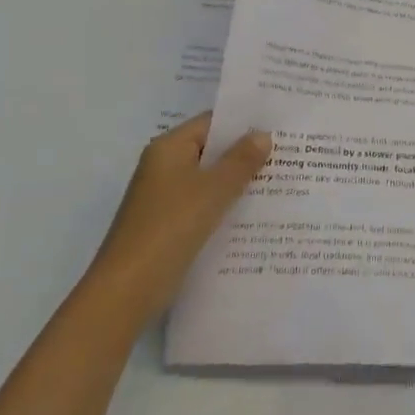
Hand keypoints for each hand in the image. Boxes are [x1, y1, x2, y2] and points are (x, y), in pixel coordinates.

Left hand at [92, 112, 271, 305]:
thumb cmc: (170, 228)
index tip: (279, 126)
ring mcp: (163, 198)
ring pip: (208, 180)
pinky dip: (224, 206)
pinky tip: (254, 214)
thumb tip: (263, 134)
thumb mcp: (213, 190)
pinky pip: (202, 205)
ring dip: (237, 182)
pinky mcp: (167, 225)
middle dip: (245, 153)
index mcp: (169, 148)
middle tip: (288, 154)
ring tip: (280, 182)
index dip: (244, 123)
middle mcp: (163, 167)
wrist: (126, 291)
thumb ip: (241, 160)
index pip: (211, 122)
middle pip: (210, 151)